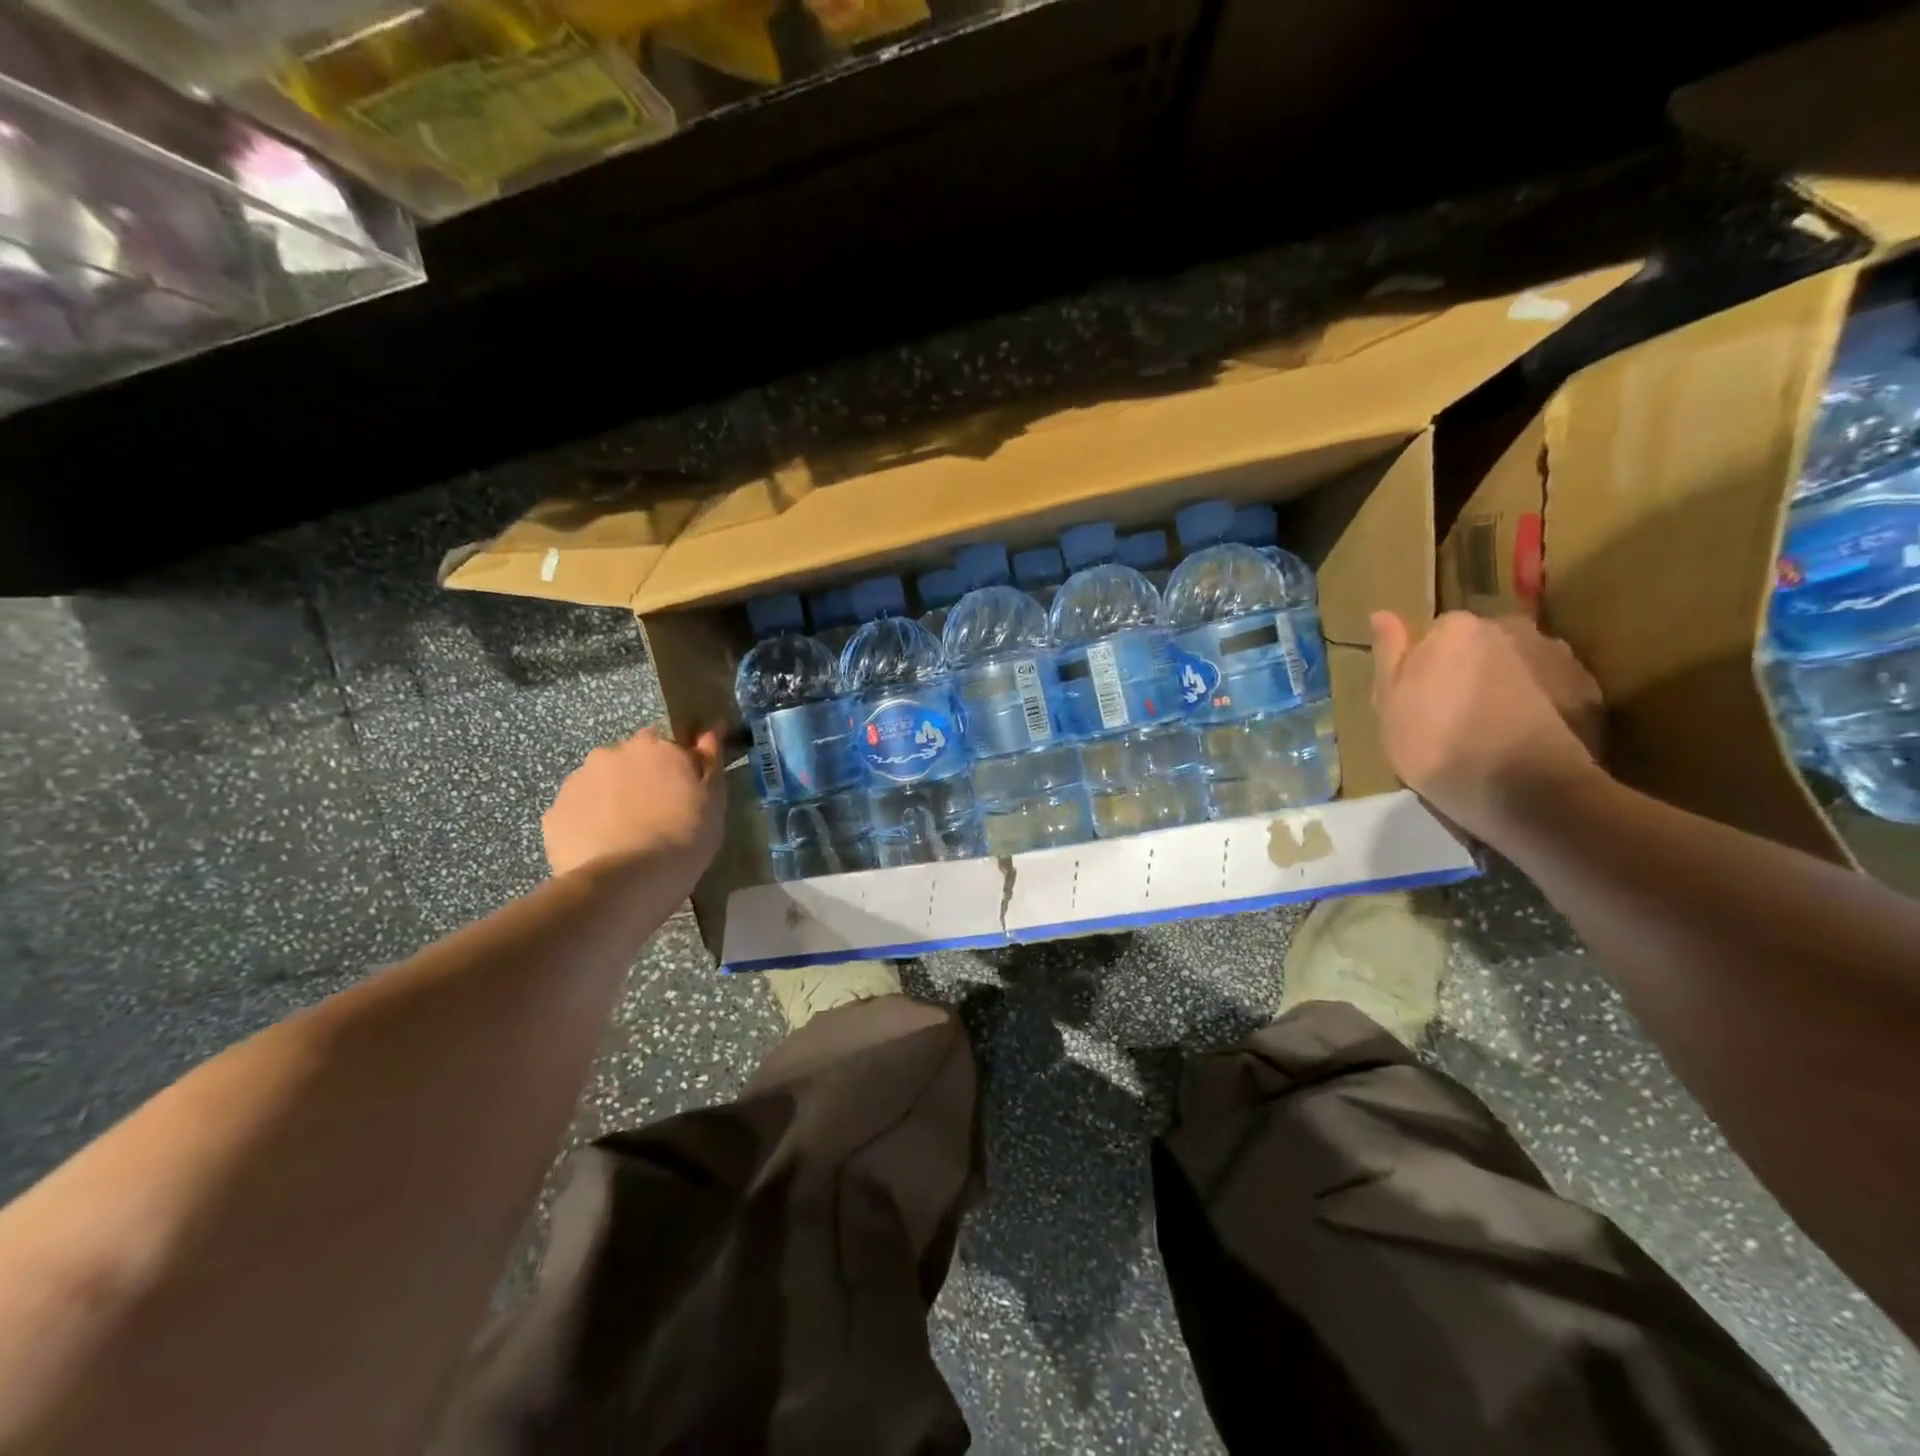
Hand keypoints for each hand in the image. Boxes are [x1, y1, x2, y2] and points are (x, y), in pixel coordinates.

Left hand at [543, 724, 725, 883]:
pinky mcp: (554, 813)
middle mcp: (612, 753)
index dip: (676, 769)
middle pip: (629, 760)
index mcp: (655, 746)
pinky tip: (603, 850)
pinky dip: (588, 824)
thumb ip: (710, 761)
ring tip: (626, 836)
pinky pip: (577, 812)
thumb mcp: (713, 800)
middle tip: (656, 815)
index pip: (668, 745)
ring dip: (612, 799)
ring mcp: (578, 781)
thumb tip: (710, 730)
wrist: (626, 882)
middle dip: (640, 779)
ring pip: (600, 784)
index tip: (683, 793)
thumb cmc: (684, 838)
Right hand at [1370, 611, 1604, 840]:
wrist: (1526, 791)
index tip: (1423, 699)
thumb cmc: (1438, 745)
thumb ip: (1389, 655)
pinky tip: (1527, 739)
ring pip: (1521, 664)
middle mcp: (1511, 628)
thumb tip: (1382, 614)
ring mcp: (1558, 657)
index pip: (1438, 633)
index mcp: (1457, 628)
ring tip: (1496, 729)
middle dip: (1472, 669)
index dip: (1429, 666)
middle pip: (1484, 644)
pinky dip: (1542, 705)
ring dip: (1509, 684)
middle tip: (1458, 714)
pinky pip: (1554, 689)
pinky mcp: (1591, 690)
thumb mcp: (1389, 704)